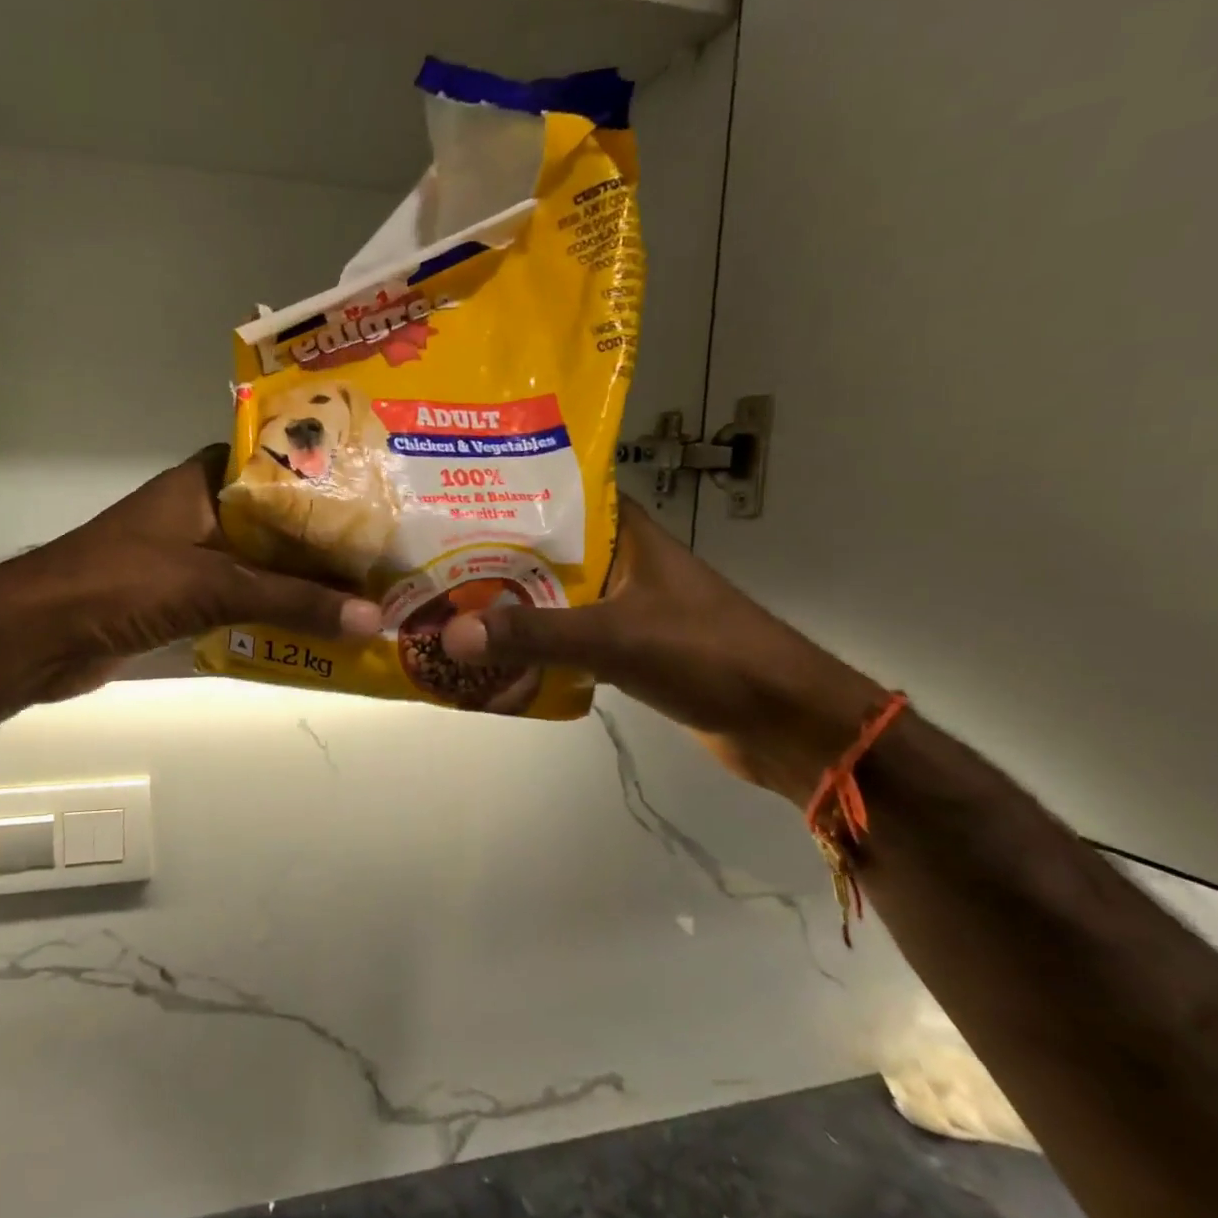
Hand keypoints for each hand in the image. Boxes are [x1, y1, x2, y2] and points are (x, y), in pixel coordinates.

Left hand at [0, 446, 381, 701]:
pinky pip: (244, 600)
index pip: (277, 464)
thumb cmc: (121, 585)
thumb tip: (373, 618)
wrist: (37, 637)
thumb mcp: (214, 586)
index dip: (327, 477)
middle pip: (278, 520)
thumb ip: (293, 601)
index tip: (379, 493)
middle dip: (326, 539)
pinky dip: (277, 612)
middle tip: (388, 550)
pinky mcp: (184, 599)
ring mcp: (192, 557)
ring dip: (304, 581)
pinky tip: (321, 626)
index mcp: (203, 482)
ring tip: (370, 589)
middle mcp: (202, 512)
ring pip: (263, 563)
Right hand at [442, 495, 884, 804]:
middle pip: (547, 550)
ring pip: (553, 596)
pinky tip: (493, 653)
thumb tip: (451, 636)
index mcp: (627, 534)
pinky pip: (566, 637)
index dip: (508, 494)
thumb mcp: (614, 637)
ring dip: (510, 604)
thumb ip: (534, 635)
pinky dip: (534, 644)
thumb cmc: (708, 655)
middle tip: (433, 561)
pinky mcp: (626, 648)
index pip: (560, 494)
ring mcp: (624, 606)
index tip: (453, 500)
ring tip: (449, 604)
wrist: (784, 722)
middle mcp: (622, 561)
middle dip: (494, 558)